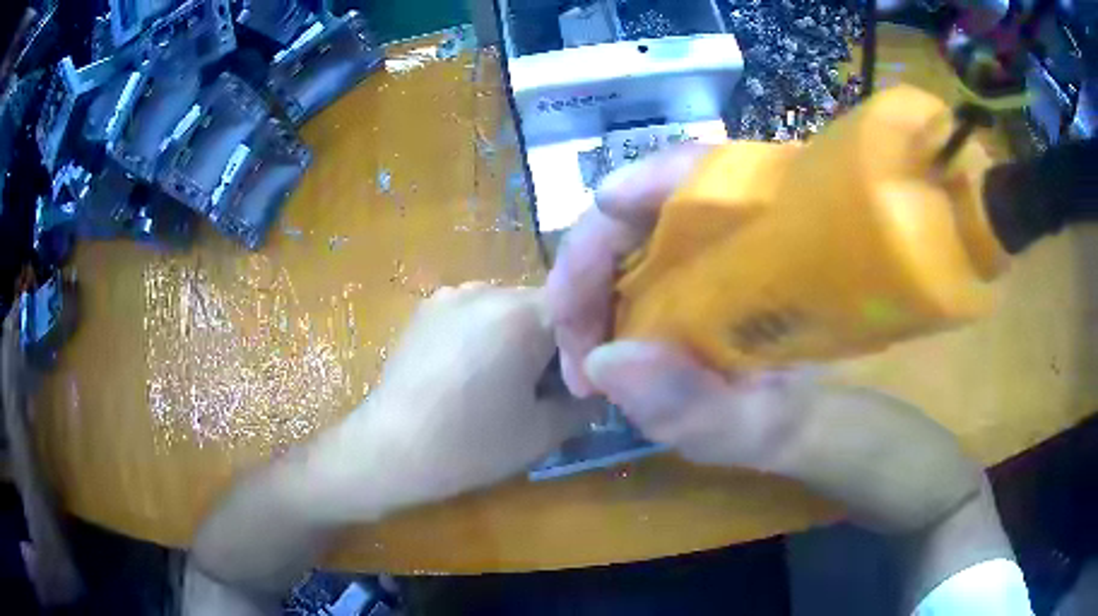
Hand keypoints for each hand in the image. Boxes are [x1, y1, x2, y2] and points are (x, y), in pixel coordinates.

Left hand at [308, 284, 593, 520]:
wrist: (388, 451)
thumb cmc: (469, 445)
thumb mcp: (543, 432)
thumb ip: (586, 403)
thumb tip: (602, 386)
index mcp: (521, 314)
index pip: (581, 309)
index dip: (591, 343)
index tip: (586, 378)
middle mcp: (487, 289)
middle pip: (543, 305)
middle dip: (554, 340)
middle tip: (548, 386)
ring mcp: (451, 295)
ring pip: (509, 306)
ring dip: (520, 336)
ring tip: (504, 380)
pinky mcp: (426, 308)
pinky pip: (475, 311)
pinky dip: (487, 333)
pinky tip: (470, 372)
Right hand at [546, 146, 983, 532]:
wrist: (843, 430)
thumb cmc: (817, 423)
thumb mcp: (765, 429)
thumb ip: (698, 407)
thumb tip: (606, 365)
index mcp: (771, 234)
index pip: (673, 178)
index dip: (602, 233)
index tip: (571, 316)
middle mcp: (744, 224)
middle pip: (640, 207)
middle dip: (588, 273)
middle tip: (576, 353)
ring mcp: (726, 246)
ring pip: (641, 235)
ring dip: (599, 288)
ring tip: (587, 352)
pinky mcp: (715, 273)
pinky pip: (652, 265)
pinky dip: (621, 297)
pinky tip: (614, 338)